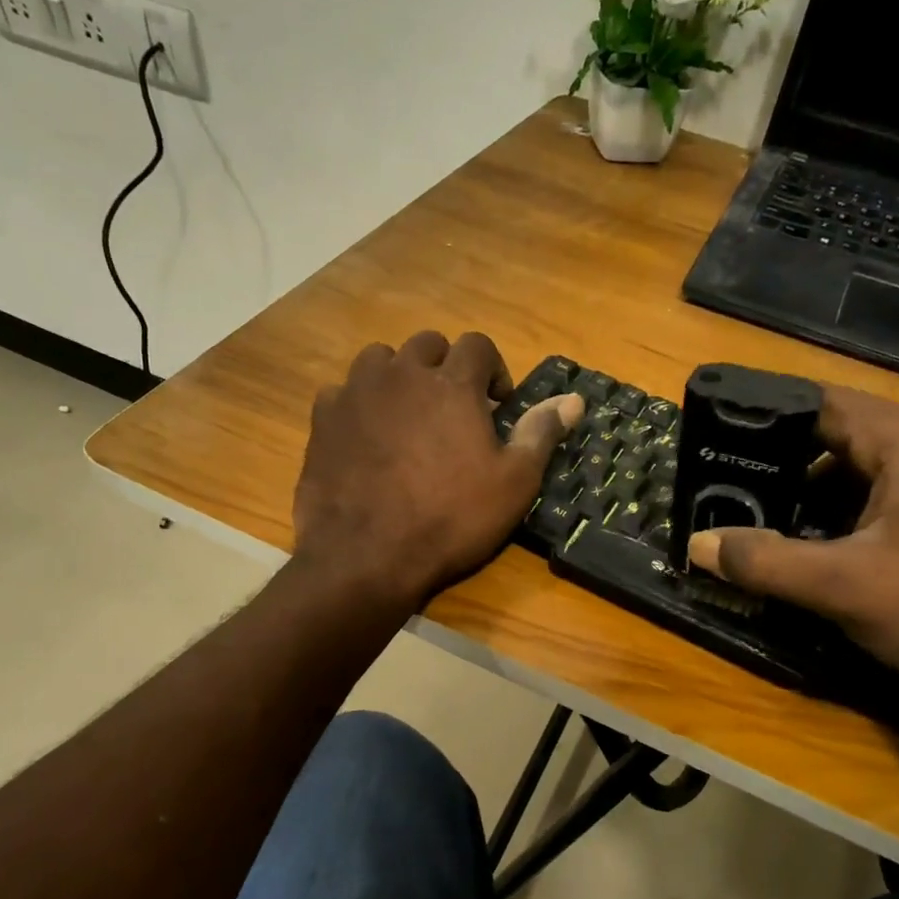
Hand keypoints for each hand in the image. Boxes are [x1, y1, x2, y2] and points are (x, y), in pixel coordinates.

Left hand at [293, 332, 583, 607]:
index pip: (478, 344)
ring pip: (379, 360)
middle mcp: (402, 374)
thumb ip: (541, 433)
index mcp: (452, 384)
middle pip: (426, 344)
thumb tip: (575, 399)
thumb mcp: (513, 483)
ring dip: (398, 377)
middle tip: (452, 409)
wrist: (367, 555)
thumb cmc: (451, 519)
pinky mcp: (323, 419)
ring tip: (406, 415)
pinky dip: (357, 405)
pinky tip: (365, 437)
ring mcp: (356, 393)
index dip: (493, 369)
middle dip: (445, 367)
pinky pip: (341, 393)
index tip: (496, 404)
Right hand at [687, 387, 898, 699]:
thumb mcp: (845, 587)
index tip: (716, 441)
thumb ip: (765, 562)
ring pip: (863, 464)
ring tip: (762, 515)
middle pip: (841, 432)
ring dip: (815, 489)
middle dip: (784, 461)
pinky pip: (887, 488)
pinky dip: (847, 507)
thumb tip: (696, 544)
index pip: (822, 404)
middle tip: (729, 487)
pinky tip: (817, 540)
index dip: (764, 419)